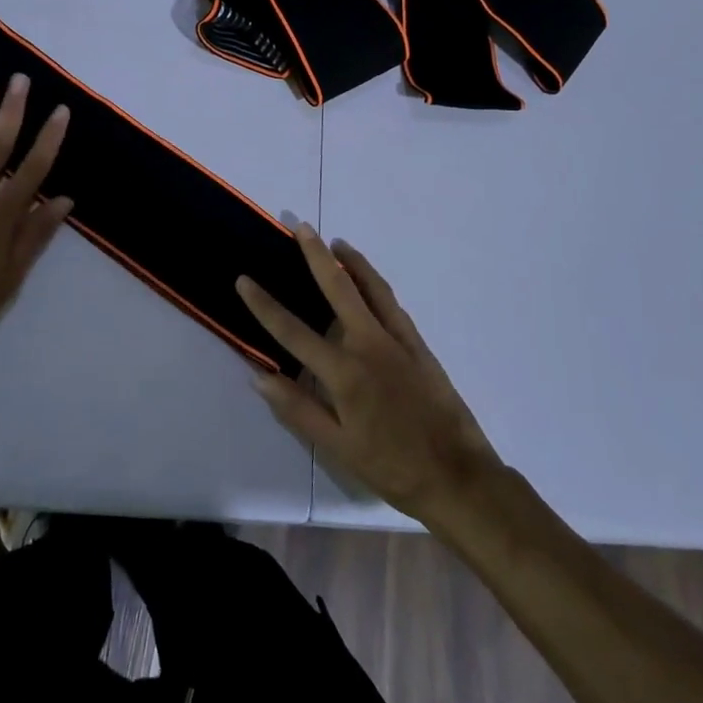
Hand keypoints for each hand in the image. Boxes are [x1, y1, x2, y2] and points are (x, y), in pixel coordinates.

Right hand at [237, 225, 500, 523]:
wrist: (458, 476)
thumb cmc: (391, 467)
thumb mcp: (337, 447)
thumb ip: (298, 409)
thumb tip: (259, 377)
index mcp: (344, 373)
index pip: (292, 331)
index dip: (264, 305)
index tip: (244, 279)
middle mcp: (369, 345)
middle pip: (337, 288)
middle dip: (316, 255)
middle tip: (301, 226)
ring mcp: (397, 340)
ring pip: (371, 287)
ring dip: (351, 261)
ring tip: (336, 243)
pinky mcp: (419, 345)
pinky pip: (393, 304)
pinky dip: (376, 284)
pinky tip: (369, 281)